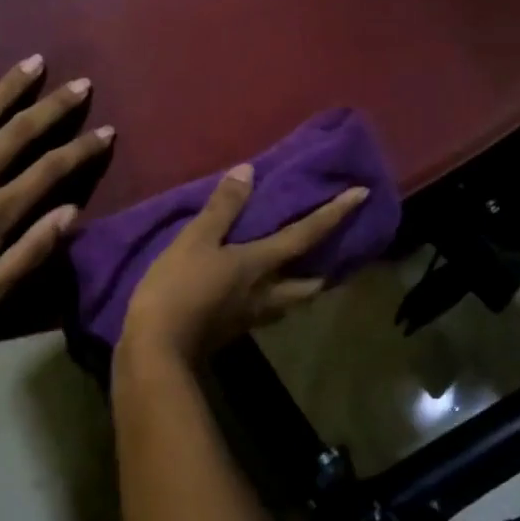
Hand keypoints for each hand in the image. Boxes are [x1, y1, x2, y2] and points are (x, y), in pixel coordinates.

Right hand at [120, 164, 368, 364]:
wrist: (157, 349)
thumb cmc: (179, 287)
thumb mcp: (196, 239)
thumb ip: (223, 207)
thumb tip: (249, 171)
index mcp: (261, 265)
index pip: (306, 235)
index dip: (334, 213)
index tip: (362, 194)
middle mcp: (267, 293)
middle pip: (309, 284)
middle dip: (325, 269)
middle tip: (332, 253)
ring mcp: (252, 316)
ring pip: (290, 301)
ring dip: (301, 286)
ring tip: (297, 270)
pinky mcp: (234, 330)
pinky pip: (266, 310)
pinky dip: (273, 296)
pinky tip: (257, 290)